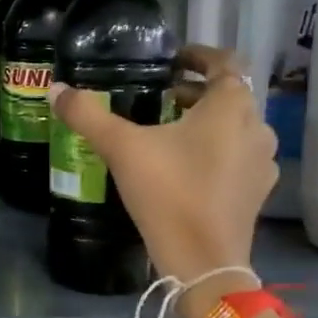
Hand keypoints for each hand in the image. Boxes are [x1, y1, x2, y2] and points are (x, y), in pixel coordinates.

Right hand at [48, 44, 276, 287]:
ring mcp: (261, 163)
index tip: (173, 60)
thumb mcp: (122, 149)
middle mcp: (256, 128)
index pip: (226, 62)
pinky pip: (237, 157)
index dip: (200, 56)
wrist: (203, 261)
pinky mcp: (257, 192)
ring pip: (235, 127)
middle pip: (230, 96)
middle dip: (196, 92)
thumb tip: (56, 89)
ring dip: (207, 122)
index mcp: (231, 107)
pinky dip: (216, 151)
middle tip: (160, 96)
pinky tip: (186, 168)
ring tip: (170, 131)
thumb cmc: (168, 193)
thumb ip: (88, 115)